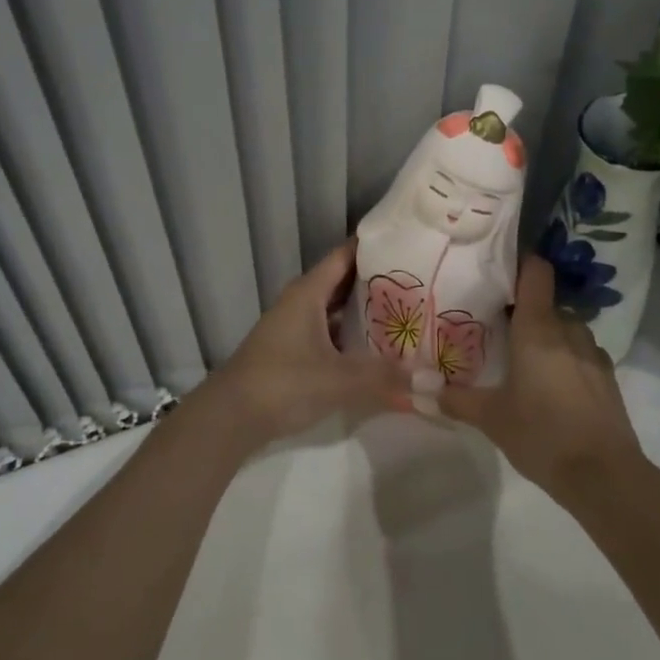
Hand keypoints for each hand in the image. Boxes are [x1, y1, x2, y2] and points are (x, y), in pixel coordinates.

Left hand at [203, 241, 405, 448]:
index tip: (408, 242)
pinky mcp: (293, 350)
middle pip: (343, 280)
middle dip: (378, 280)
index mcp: (308, 292)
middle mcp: (301, 301)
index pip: (345, 255)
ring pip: (336, 308)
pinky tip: (376, 347)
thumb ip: (383, 376)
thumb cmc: (283, 383)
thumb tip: (429, 377)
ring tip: (406, 311)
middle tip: (419, 280)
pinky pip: (329, 330)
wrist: (230, 417)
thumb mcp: (338, 380)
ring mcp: (295, 325)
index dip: (375, 246)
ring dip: (365, 309)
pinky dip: (351, 334)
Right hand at [439, 256, 645, 502]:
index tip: (497, 269)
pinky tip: (553, 385)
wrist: (605, 477)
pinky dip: (567, 358)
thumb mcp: (491, 418)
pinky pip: (582, 352)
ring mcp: (593, 352)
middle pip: (546, 302)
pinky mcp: (608, 377)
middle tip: (498, 326)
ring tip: (524, 358)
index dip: (520, 262)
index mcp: (538, 327)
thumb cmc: (542, 434)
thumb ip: (456, 399)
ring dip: (547, 335)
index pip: (536, 271)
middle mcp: (568, 329)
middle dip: (525, 310)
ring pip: (566, 328)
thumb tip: (419, 388)